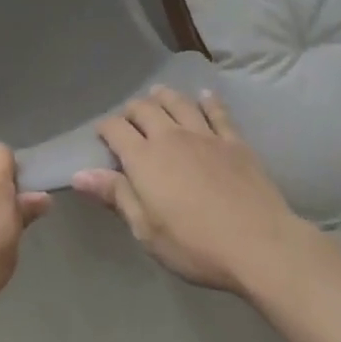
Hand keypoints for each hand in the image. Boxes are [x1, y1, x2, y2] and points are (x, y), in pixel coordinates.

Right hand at [73, 86, 309, 294]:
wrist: (261, 246)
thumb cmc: (196, 245)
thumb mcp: (147, 231)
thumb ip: (115, 196)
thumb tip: (79, 174)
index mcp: (143, 158)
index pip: (114, 129)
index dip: (104, 129)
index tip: (102, 137)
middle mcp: (169, 136)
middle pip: (143, 108)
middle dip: (131, 110)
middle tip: (129, 120)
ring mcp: (204, 135)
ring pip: (177, 102)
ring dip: (163, 96)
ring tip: (157, 95)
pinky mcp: (234, 142)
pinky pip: (218, 113)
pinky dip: (209, 101)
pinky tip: (205, 96)